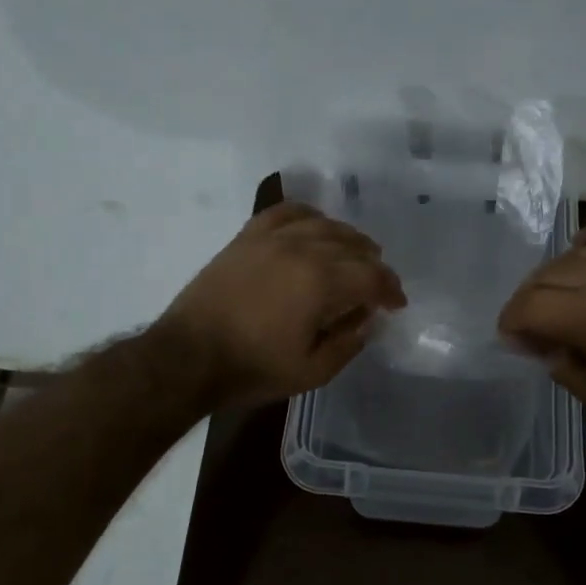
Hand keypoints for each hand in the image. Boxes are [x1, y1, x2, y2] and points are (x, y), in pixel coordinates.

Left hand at [158, 202, 406, 406]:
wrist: (188, 357)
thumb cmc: (252, 369)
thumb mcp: (311, 372)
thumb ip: (348, 343)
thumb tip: (367, 319)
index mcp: (321, 282)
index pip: (371, 276)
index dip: (390, 289)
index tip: (396, 304)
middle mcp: (302, 249)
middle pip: (352, 246)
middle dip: (373, 265)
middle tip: (378, 284)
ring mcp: (272, 239)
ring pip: (324, 224)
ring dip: (348, 238)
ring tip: (356, 252)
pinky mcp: (247, 237)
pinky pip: (285, 212)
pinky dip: (308, 215)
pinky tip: (315, 225)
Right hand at [497, 220, 585, 423]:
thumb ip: (560, 365)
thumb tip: (541, 345)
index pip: (528, 305)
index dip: (511, 322)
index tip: (512, 339)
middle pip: (544, 275)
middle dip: (528, 300)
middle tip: (532, 325)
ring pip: (573, 254)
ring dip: (554, 275)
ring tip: (557, 297)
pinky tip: (582, 252)